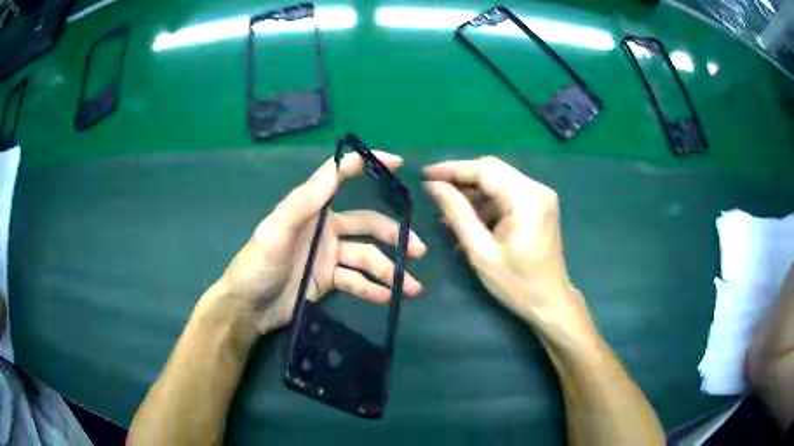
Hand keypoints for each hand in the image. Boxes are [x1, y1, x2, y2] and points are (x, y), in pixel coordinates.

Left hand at [215, 151, 425, 334]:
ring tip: (411, 287)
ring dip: (388, 270)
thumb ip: (304, 202)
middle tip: (418, 250)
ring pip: (366, 258)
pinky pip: (356, 281)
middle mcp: (324, 228)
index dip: (366, 166)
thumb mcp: (275, 232)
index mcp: (310, 209)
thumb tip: (336, 169)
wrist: (248, 308)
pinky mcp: (329, 281)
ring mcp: (328, 256)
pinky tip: (388, 297)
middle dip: (393, 235)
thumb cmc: (256, 265)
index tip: (397, 162)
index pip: (339, 178)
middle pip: (366, 226)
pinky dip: (373, 289)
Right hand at [423, 156, 586, 327]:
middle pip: (493, 169)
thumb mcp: (480, 251)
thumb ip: (457, 213)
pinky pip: (508, 191)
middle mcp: (538, 189)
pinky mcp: (540, 204)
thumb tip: (433, 186)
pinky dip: (487, 200)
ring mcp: (541, 195)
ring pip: (499, 178)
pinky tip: (470, 217)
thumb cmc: (516, 284)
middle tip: (433, 188)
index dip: (452, 169)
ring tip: (448, 209)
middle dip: (461, 177)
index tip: (425, 174)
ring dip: (473, 190)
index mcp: (526, 200)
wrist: (550, 303)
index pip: (485, 170)